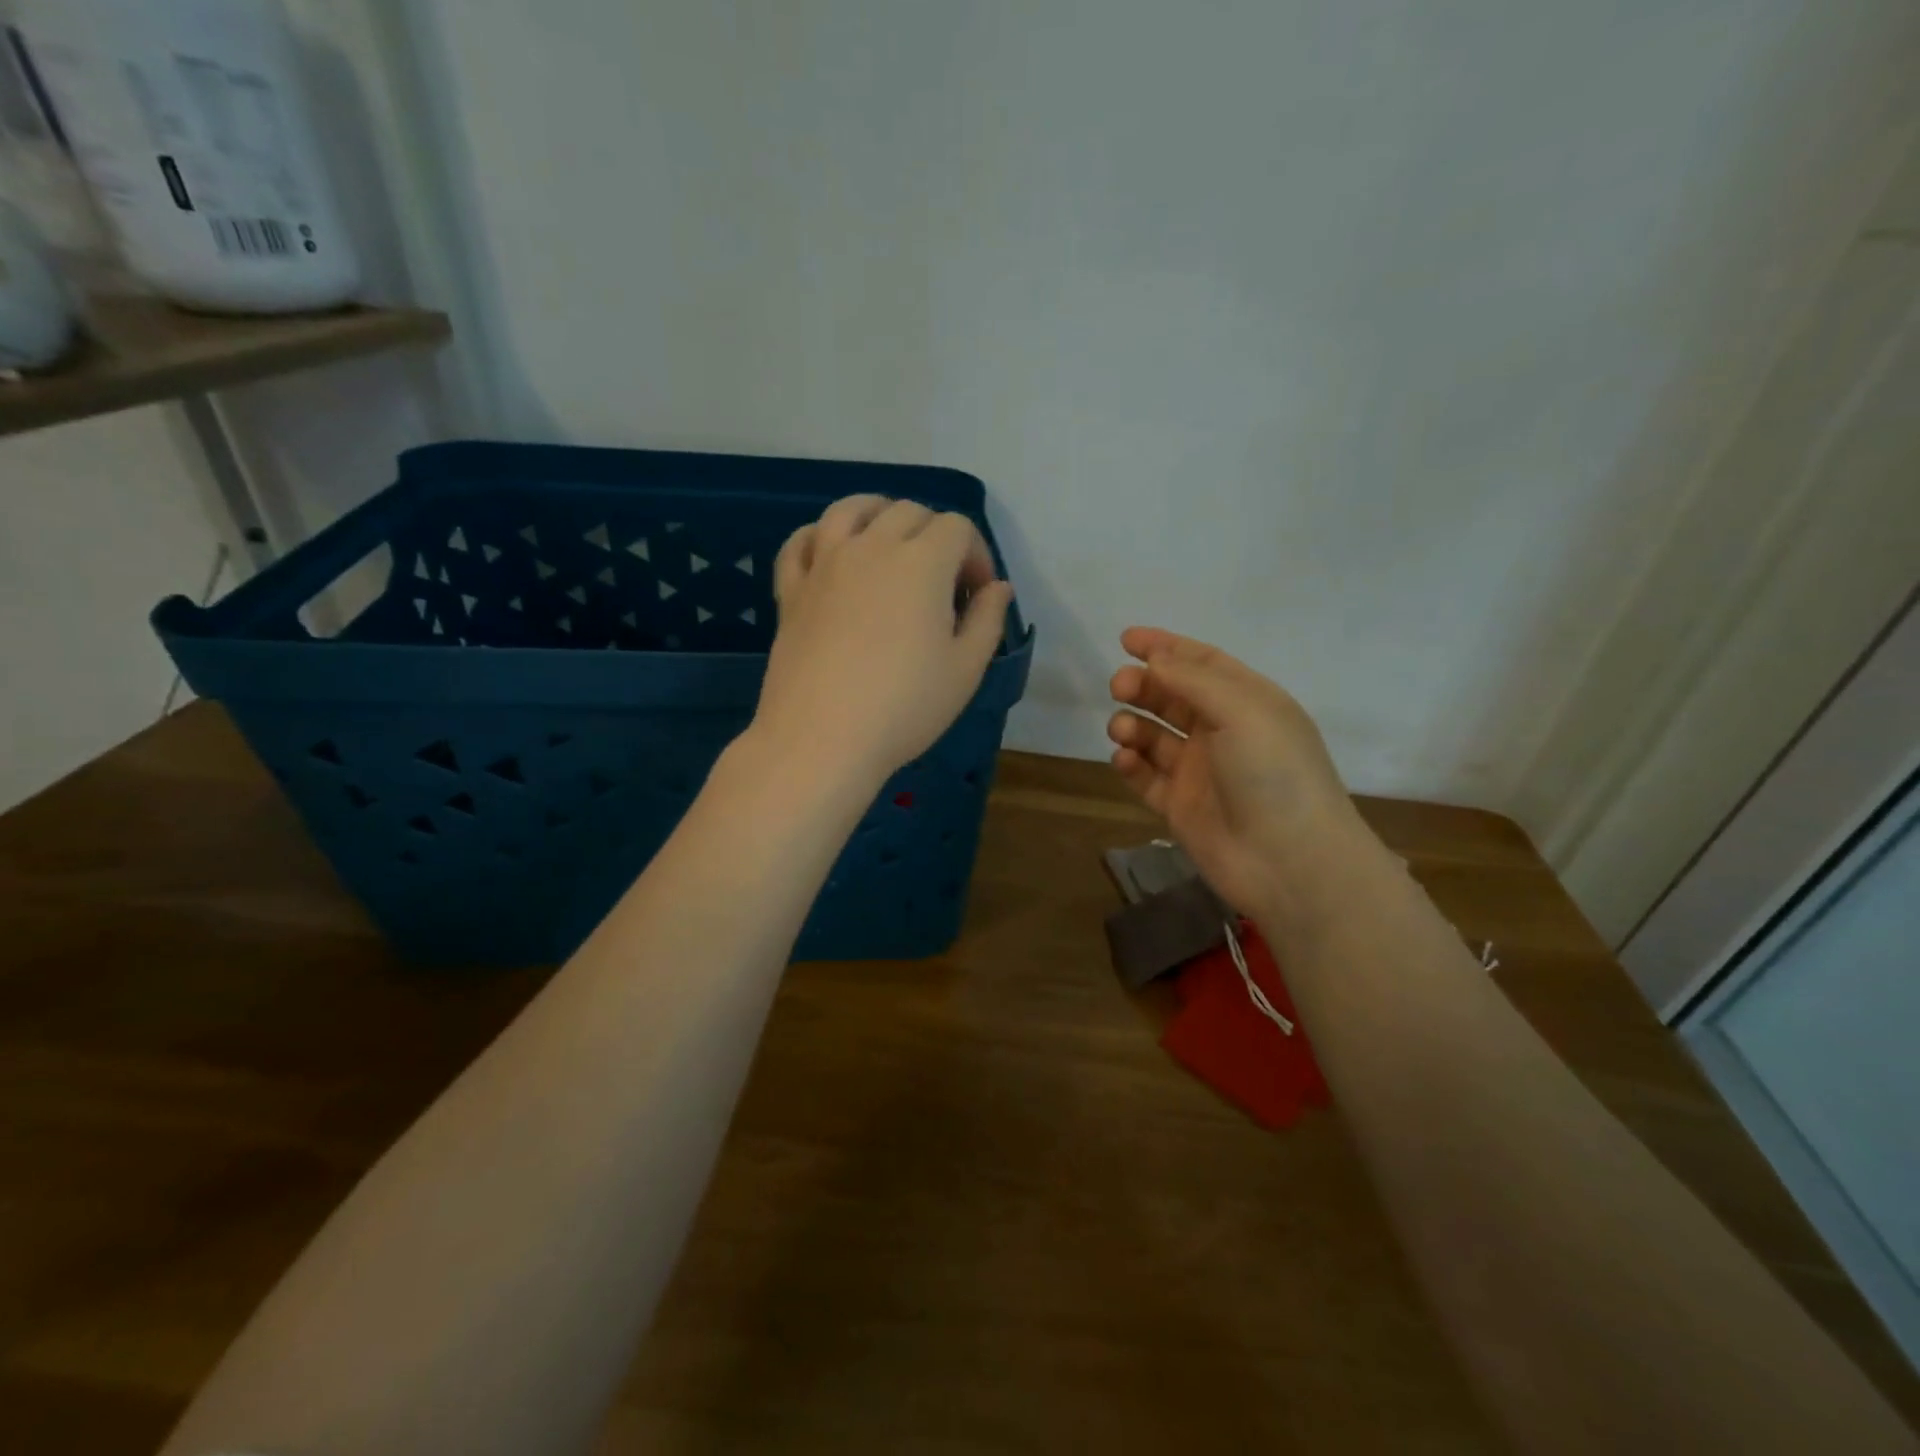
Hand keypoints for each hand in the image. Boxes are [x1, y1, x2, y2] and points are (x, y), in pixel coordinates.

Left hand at [755, 495, 1013, 789]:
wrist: (822, 738)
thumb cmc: (905, 706)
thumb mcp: (965, 669)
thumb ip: (987, 620)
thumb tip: (998, 587)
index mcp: (922, 562)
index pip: (957, 528)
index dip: (977, 555)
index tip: (979, 596)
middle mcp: (872, 547)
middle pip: (908, 512)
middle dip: (936, 534)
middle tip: (943, 581)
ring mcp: (825, 563)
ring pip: (851, 509)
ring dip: (879, 514)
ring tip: (890, 542)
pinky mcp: (791, 589)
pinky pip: (800, 542)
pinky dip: (820, 537)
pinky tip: (831, 554)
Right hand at [1108, 628, 1362, 912]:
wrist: (1289, 861)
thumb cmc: (1273, 773)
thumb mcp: (1242, 710)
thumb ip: (1193, 680)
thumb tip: (1155, 659)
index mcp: (1248, 703)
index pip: (1202, 663)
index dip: (1165, 647)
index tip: (1126, 639)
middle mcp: (1223, 733)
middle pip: (1172, 697)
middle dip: (1143, 686)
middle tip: (1119, 687)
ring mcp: (1200, 772)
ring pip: (1153, 736)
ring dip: (1132, 725)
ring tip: (1123, 730)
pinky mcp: (1179, 807)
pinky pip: (1146, 777)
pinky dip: (1131, 764)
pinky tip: (1125, 760)